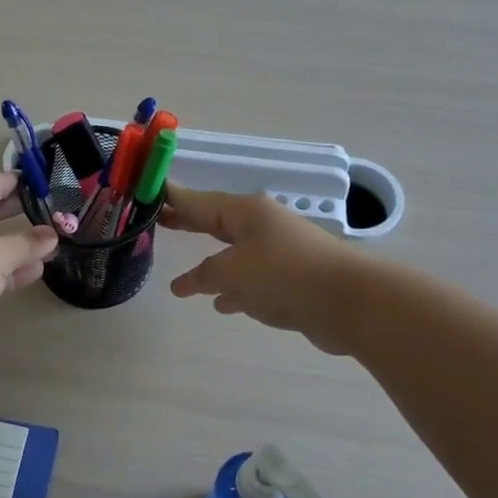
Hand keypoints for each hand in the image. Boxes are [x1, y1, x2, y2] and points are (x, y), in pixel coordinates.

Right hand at [162, 184, 357, 353]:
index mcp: (246, 213)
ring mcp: (278, 253)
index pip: (199, 201)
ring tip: (185, 275)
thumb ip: (203, 276)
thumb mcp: (231, 272)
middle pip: (216, 223)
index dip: (173, 199)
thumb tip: (183, 283)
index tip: (149, 192)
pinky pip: (252, 281)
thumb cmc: (283, 274)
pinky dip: (233, 289)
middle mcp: (261, 227)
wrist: (348, 300)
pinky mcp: (290, 280)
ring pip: (234, 254)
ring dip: (210, 263)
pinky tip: (221, 304)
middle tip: (160, 221)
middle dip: (190, 224)